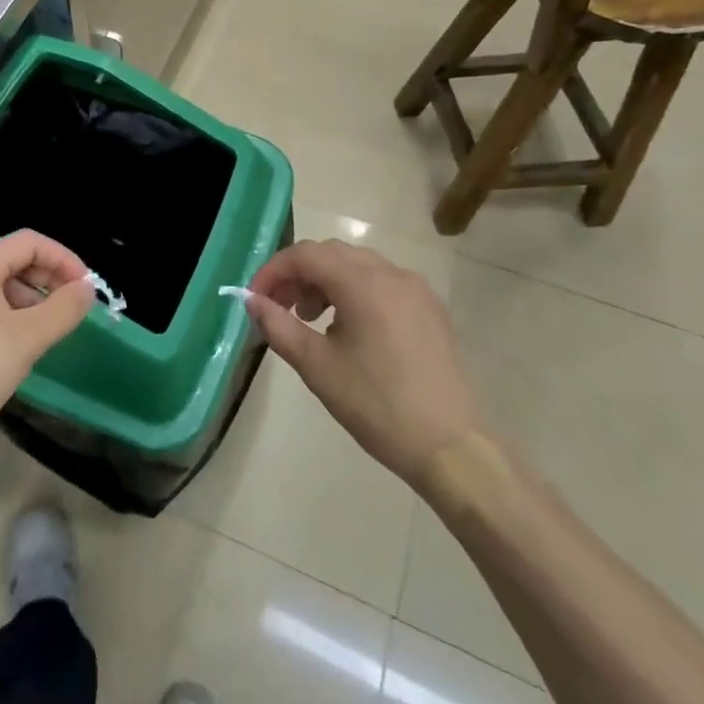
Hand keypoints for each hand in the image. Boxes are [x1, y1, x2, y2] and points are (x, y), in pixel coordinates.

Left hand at [0, 230, 94, 460]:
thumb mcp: (27, 340)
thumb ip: (63, 309)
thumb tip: (87, 288)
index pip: (29, 242)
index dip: (63, 259)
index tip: (86, 288)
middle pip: (13, 259)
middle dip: (48, 279)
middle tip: (72, 308)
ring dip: (30, 299)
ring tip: (49, 329)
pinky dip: (9, 312)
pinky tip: (19, 343)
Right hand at [246, 240, 483, 491]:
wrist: (452, 449)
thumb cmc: (377, 405)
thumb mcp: (317, 366)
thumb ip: (278, 325)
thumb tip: (251, 301)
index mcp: (363, 284)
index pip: (305, 255)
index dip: (273, 271)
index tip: (255, 298)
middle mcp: (392, 274)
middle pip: (331, 254)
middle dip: (298, 274)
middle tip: (279, 307)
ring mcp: (416, 290)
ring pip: (357, 266)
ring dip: (325, 282)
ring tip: (312, 320)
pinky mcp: (430, 309)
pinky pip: (382, 283)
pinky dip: (354, 291)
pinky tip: (348, 329)